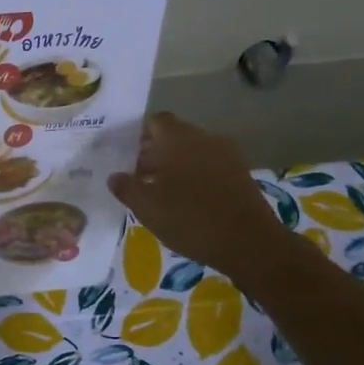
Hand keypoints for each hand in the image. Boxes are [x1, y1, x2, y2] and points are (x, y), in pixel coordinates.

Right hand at [107, 112, 285, 283]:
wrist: (248, 242)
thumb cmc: (190, 218)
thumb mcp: (147, 207)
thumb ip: (126, 187)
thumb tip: (115, 176)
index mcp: (177, 138)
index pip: (154, 122)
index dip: (138, 136)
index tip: (125, 157)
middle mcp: (203, 137)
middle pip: (174, 136)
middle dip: (155, 153)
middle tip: (139, 178)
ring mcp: (227, 154)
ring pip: (193, 151)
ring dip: (176, 165)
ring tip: (161, 192)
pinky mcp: (241, 173)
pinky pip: (210, 166)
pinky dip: (196, 176)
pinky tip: (187, 201)